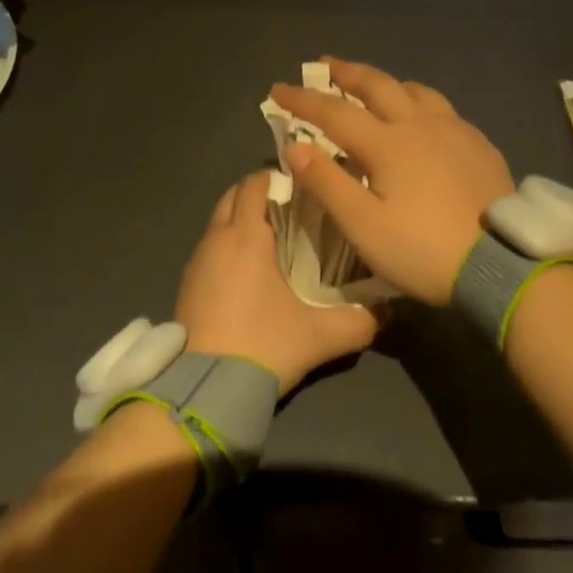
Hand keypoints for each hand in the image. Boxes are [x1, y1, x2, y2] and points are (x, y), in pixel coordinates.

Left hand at [174, 171, 377, 394]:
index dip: (276, 177)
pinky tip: (248, 271)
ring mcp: (197, 261)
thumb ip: (357, 321)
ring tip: (272, 238)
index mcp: (246, 235)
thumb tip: (386, 309)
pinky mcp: (186, 285)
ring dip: (240, 219)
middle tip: (290, 208)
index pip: (255, 183)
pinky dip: (227, 244)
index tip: (302, 185)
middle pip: (233, 195)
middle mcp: (217, 238)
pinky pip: (209, 246)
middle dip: (258, 194)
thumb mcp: (318, 337)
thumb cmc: (261, 347)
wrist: (202, 395)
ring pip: (219, 220)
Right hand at [270, 59, 515, 306]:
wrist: (499, 261)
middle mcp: (418, 123)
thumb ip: (327, 183)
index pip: (334, 112)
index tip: (278, 88)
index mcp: (387, 142)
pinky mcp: (477, 142)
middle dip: (346, 72)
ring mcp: (453, 128)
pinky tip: (423, 115)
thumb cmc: (423, 249)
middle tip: (325, 64)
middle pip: (377, 85)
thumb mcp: (365, 227)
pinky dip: (419, 100)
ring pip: (414, 90)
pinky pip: (441, 107)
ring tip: (373, 85)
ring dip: (386, 82)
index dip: (303, 99)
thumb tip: (294, 146)